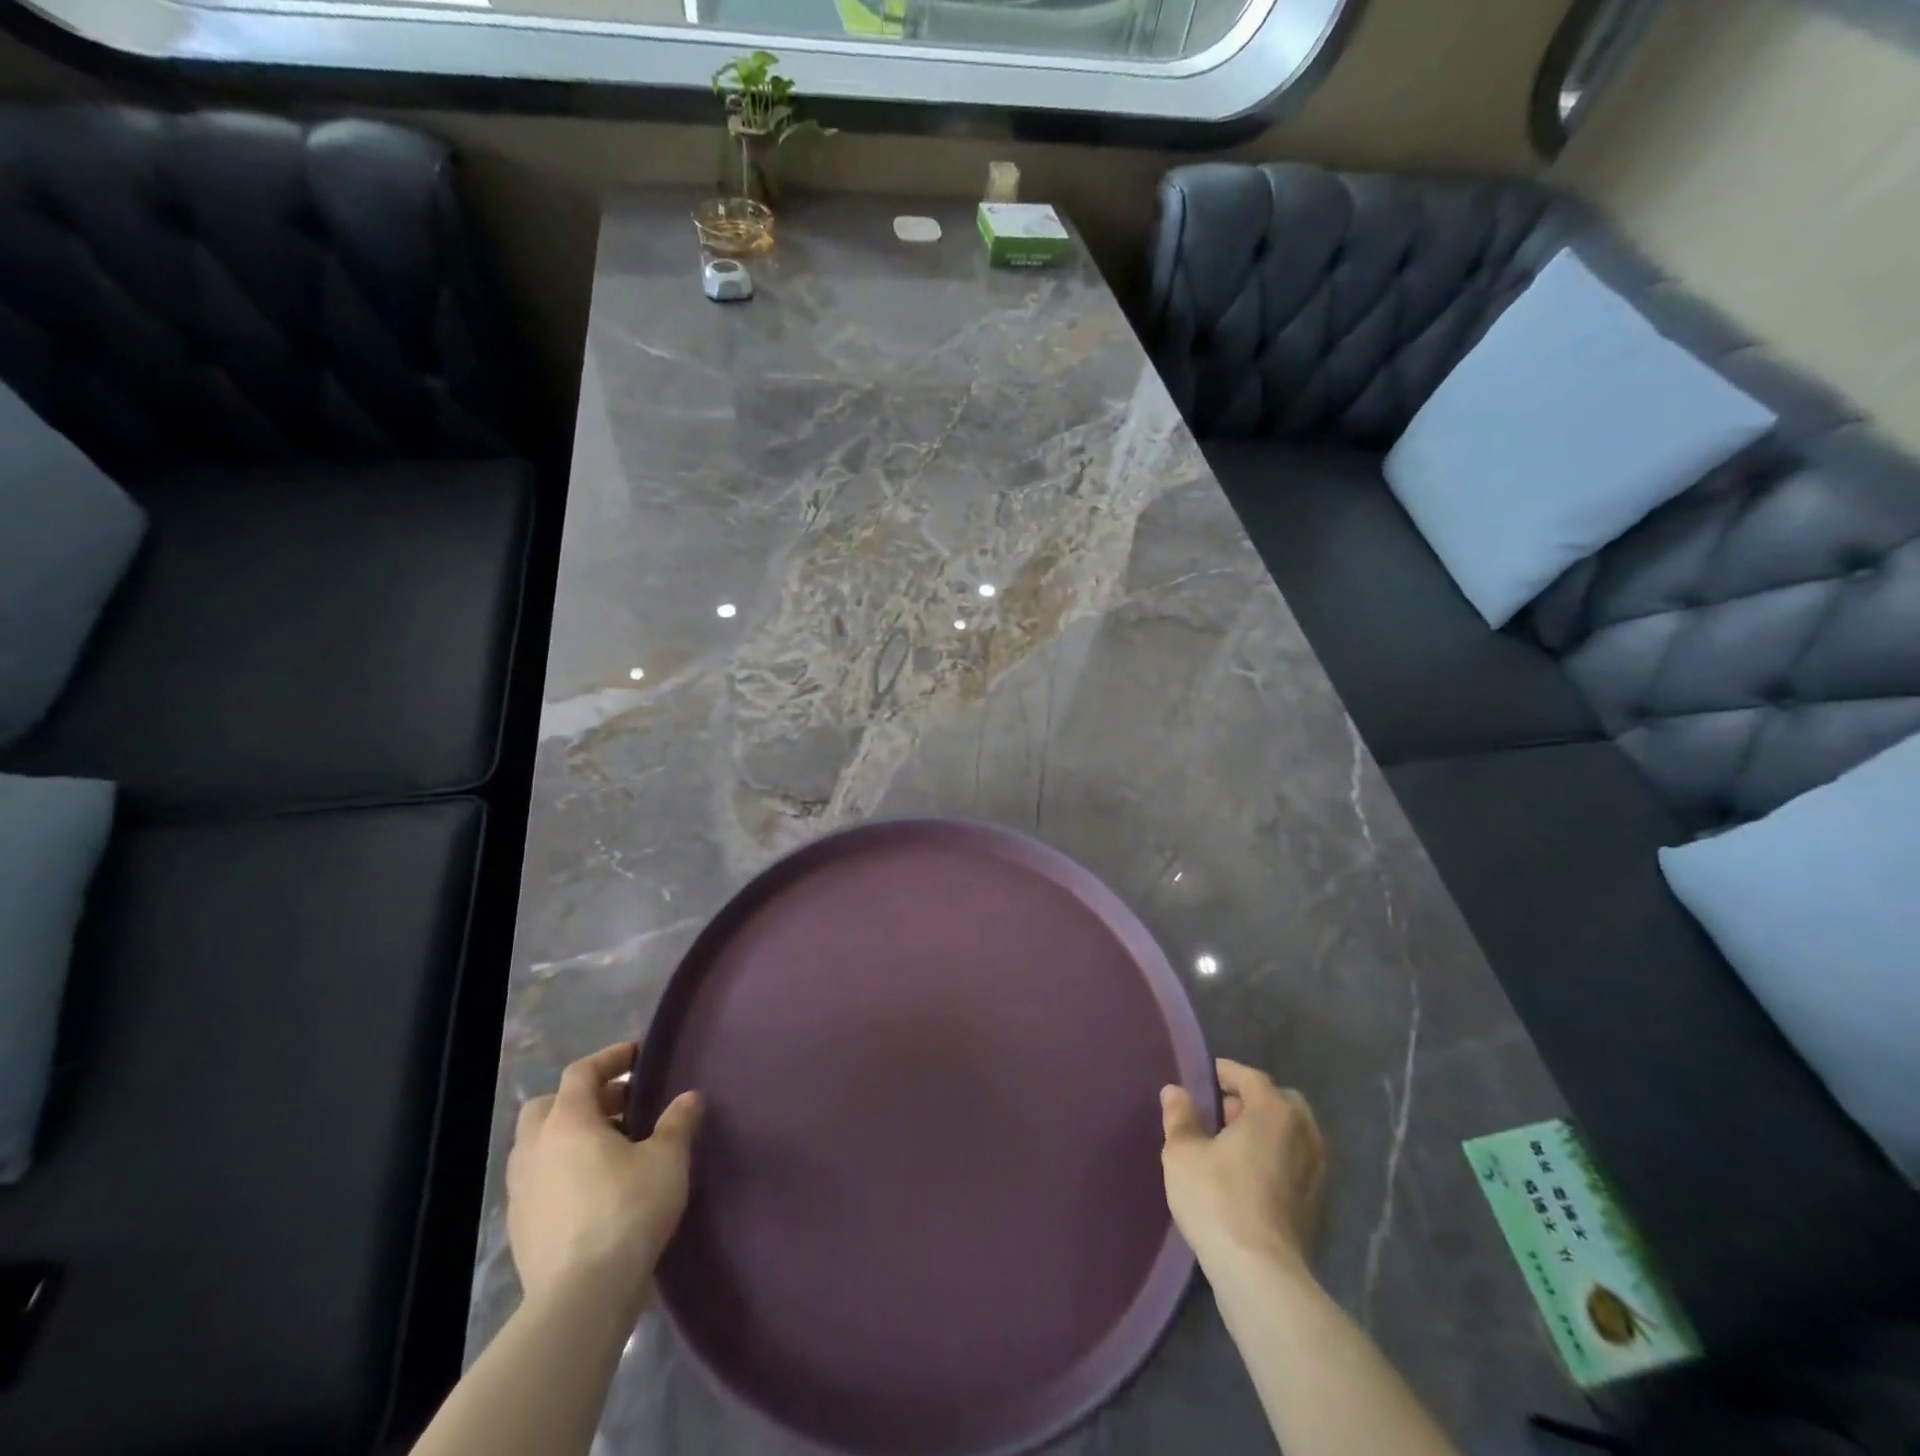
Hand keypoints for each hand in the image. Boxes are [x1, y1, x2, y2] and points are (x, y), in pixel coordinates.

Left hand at [506, 1042, 702, 1318]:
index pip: (581, 1073)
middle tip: (620, 1104)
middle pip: (548, 1106)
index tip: (636, 1055)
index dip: (609, 1059)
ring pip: (538, 1146)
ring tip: (610, 1147)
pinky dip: (561, 1171)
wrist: (581, 1296)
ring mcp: (521, 1191)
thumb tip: (689, 1098)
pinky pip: (539, 1182)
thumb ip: (678, 1122)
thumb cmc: (627, 1209)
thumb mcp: (667, 1159)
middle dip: (582, 1099)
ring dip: (569, 1137)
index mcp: (567, 1121)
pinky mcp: (520, 1229)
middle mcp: (535, 1149)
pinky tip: (592, 1189)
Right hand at [1160, 1058, 1325, 1273]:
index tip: (1207, 1075)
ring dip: (1266, 1132)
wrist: (1260, 1275)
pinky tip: (1248, 1175)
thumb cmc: (1218, 1198)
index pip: (1252, 1077)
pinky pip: (1295, 1164)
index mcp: (1274, 1111)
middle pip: (1280, 1102)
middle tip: (1222, 1112)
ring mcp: (1316, 1172)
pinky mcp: (1316, 1206)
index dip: (1227, 1072)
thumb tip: (1175, 1091)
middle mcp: (1303, 1134)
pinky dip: (1276, 1159)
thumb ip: (1180, 1117)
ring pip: (1292, 1135)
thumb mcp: (1183, 1152)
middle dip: (1253, 1101)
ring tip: (1232, 1144)